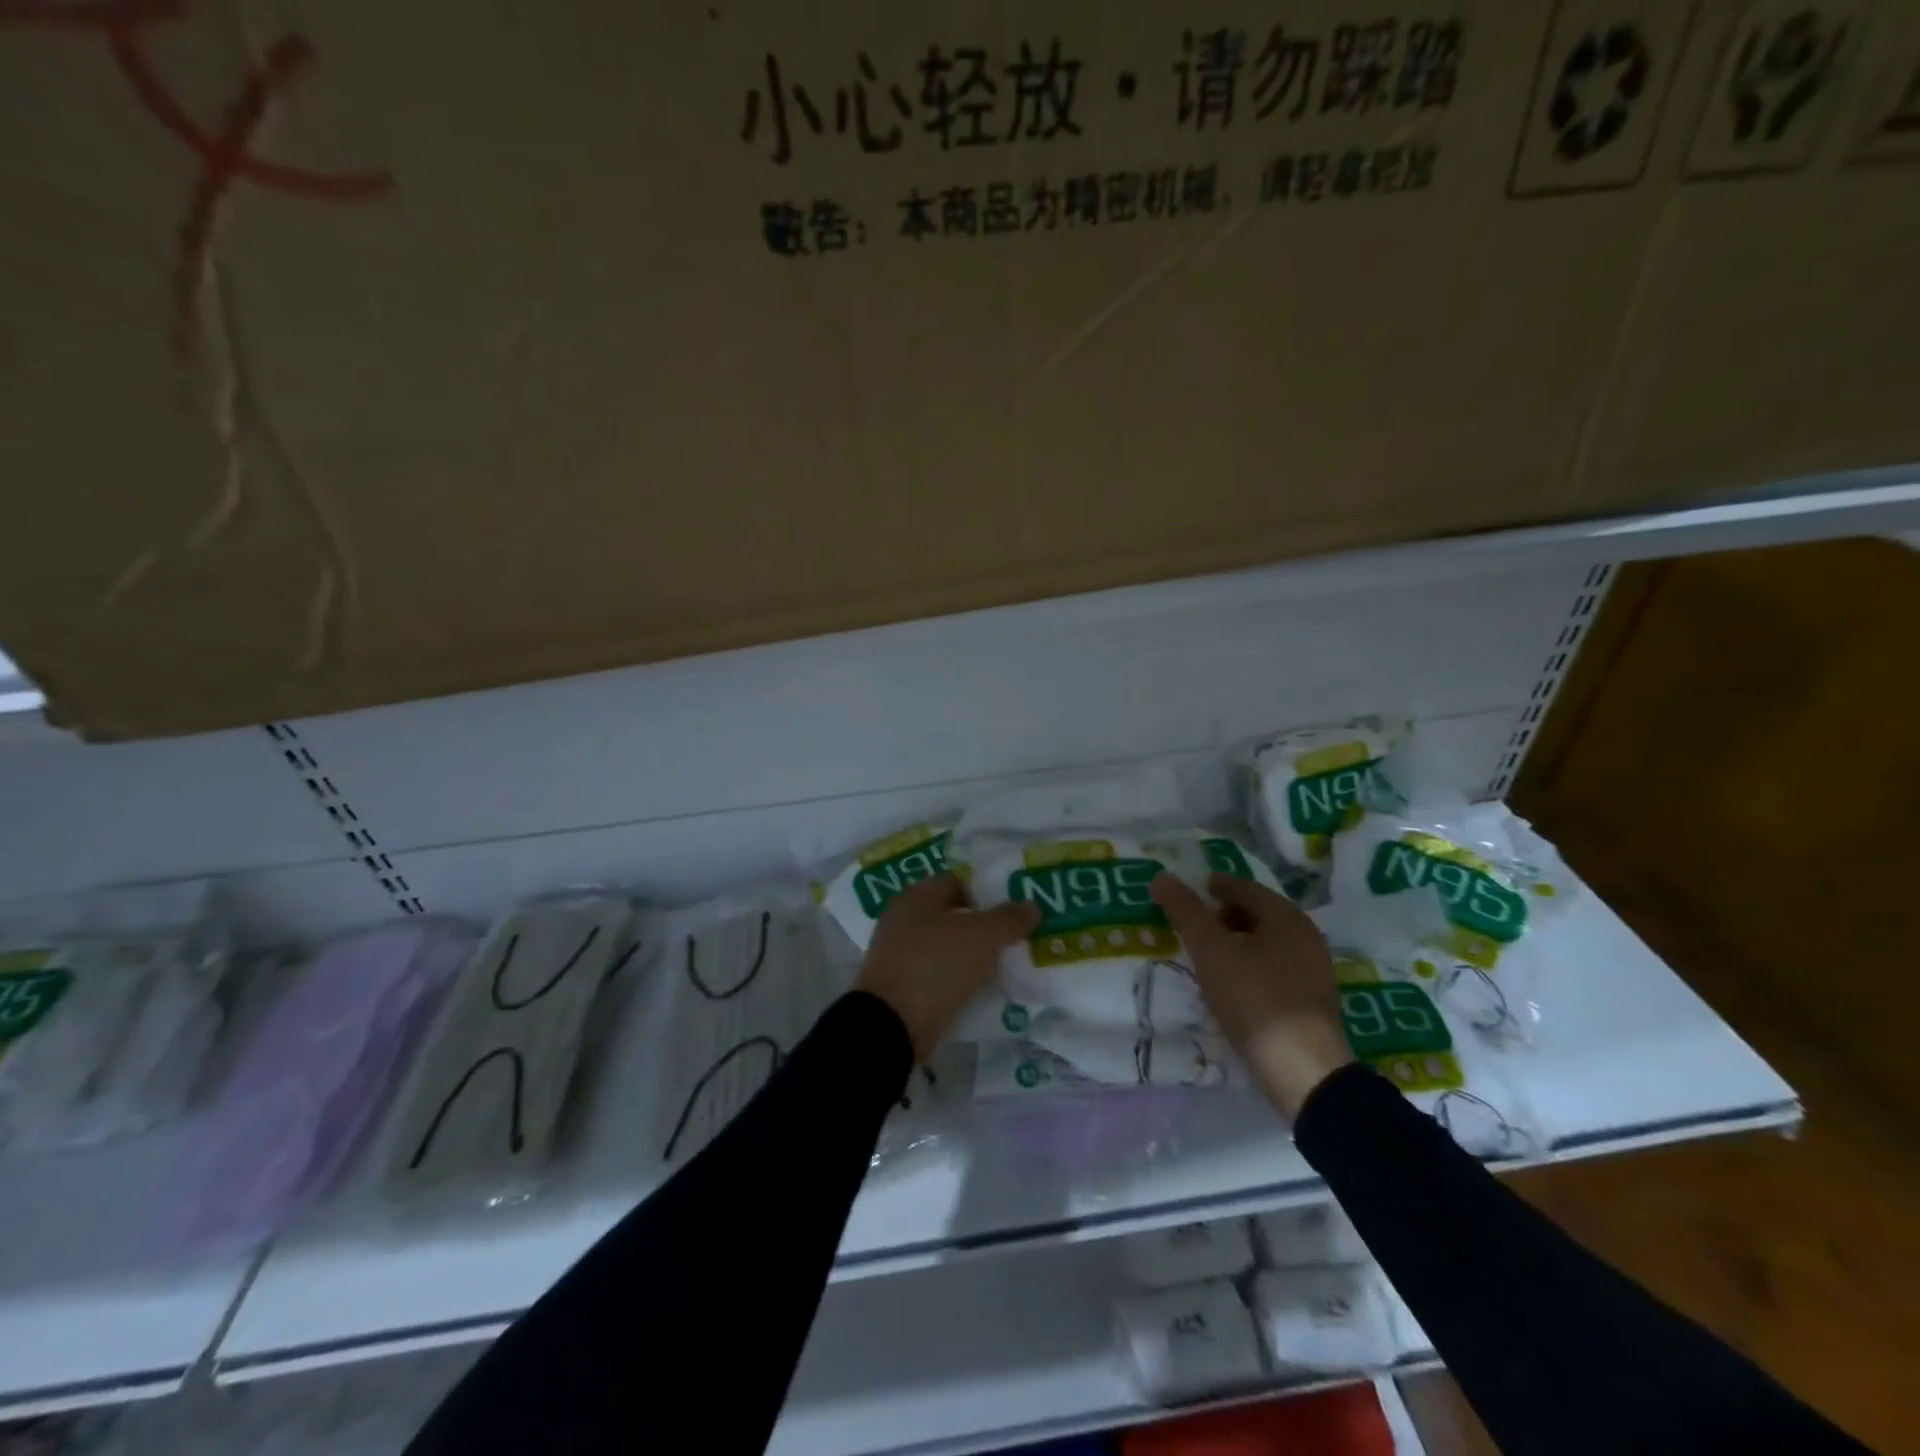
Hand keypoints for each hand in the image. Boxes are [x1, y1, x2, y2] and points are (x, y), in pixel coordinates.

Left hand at [856, 873, 1039, 1061]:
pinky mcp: (904, 984)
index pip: (958, 881)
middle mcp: (904, 919)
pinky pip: (940, 973)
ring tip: (1009, 962)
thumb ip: (1008, 919)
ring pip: (948, 945)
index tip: (1016, 906)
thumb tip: (1032, 905)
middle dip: (985, 924)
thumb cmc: (934, 965)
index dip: (988, 890)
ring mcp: (901, 953)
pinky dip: (961, 977)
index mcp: (916, 896)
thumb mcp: (980, 937)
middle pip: (954, 914)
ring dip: (974, 953)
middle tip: (1018, 935)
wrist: (891, 1025)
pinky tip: (985, 987)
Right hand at [1151, 871, 1353, 1118]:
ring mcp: (1314, 969)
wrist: (1303, 1070)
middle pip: (1257, 913)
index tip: (1186, 895)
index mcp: (1286, 916)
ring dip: (1236, 944)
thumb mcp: (1211, 951)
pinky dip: (1250, 966)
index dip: (1212, 887)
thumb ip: (1185, 911)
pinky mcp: (1312, 1000)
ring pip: (1266, 943)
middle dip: (1223, 916)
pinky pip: (1275, 968)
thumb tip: (1162, 876)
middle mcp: (1306, 936)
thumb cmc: (1255, 998)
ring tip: (1207, 959)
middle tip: (1193, 929)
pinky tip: (1232, 986)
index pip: (1243, 887)